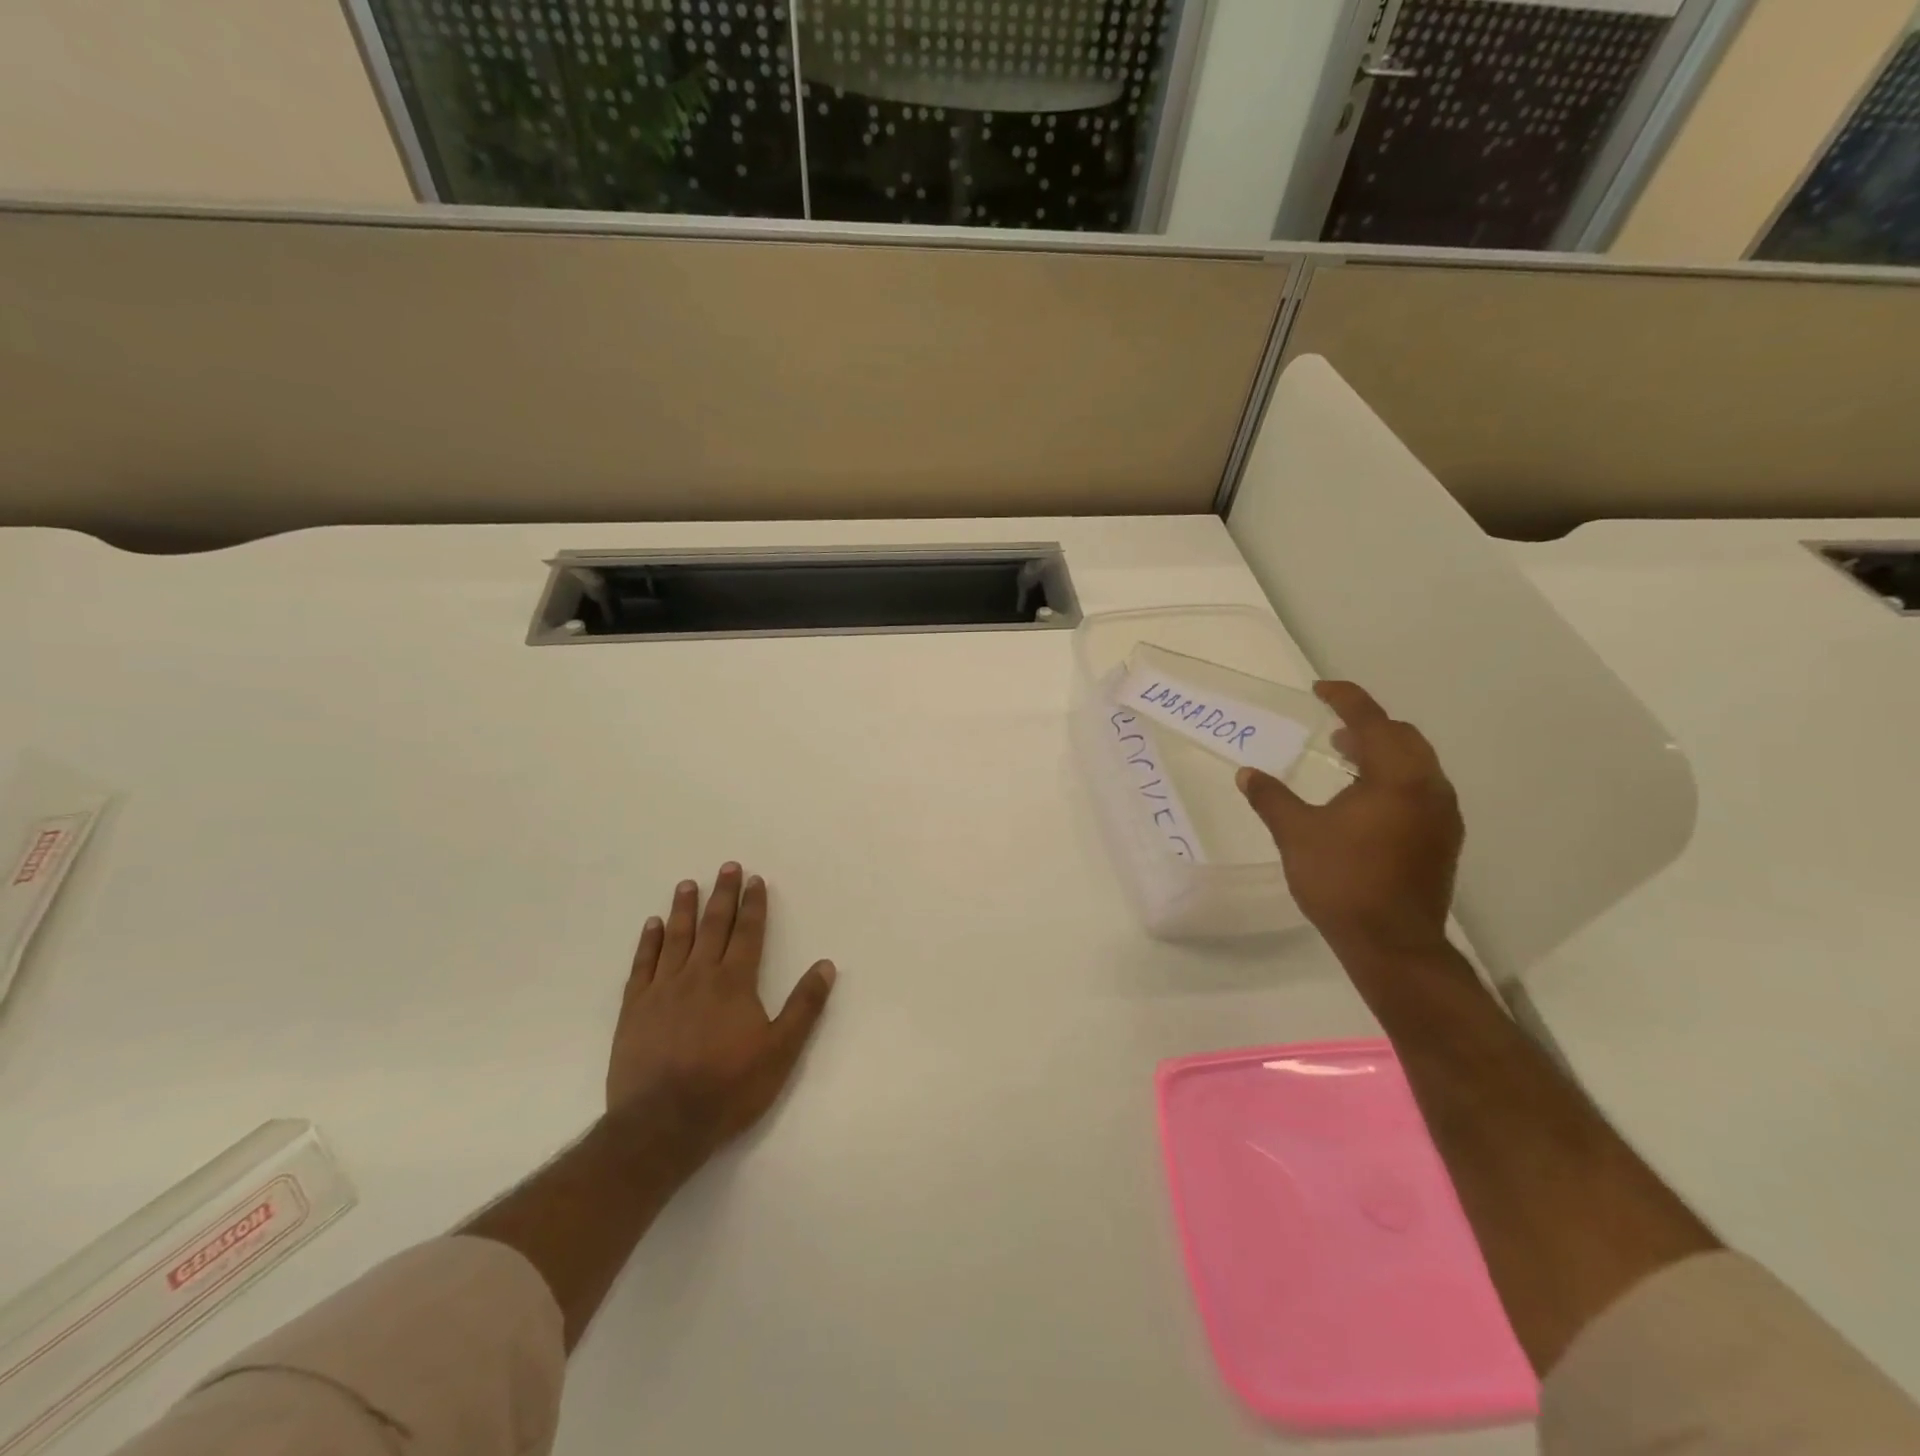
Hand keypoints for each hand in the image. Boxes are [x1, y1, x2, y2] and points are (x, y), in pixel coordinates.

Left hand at [607, 864, 835, 1160]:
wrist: (662, 1124)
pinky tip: (652, 925)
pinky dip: (648, 942)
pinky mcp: (635, 1009)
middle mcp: (699, 975)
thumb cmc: (728, 1088)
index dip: (753, 905)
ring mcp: (663, 990)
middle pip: (713, 926)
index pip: (747, 933)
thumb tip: (825, 966)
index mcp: (735, 983)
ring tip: (688, 884)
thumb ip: (804, 1006)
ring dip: (684, 909)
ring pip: (676, 938)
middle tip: (727, 867)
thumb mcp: (780, 1051)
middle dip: (723, 895)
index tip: (755, 879)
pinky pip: (643, 964)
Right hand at [1237, 681, 1462, 961]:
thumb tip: (1247, 774)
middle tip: (1333, 730)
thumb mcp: (1296, 835)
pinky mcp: (1443, 840)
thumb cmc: (1342, 881)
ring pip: (1416, 765)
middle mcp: (1429, 788)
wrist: (1392, 944)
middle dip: (1368, 726)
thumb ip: (1271, 798)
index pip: (1372, 721)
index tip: (1319, 689)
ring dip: (1382, 754)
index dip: (1346, 698)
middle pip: (1403, 737)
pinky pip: (1421, 790)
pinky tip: (1365, 802)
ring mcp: (1443, 816)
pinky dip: (1394, 780)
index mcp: (1396, 778)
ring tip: (1347, 761)